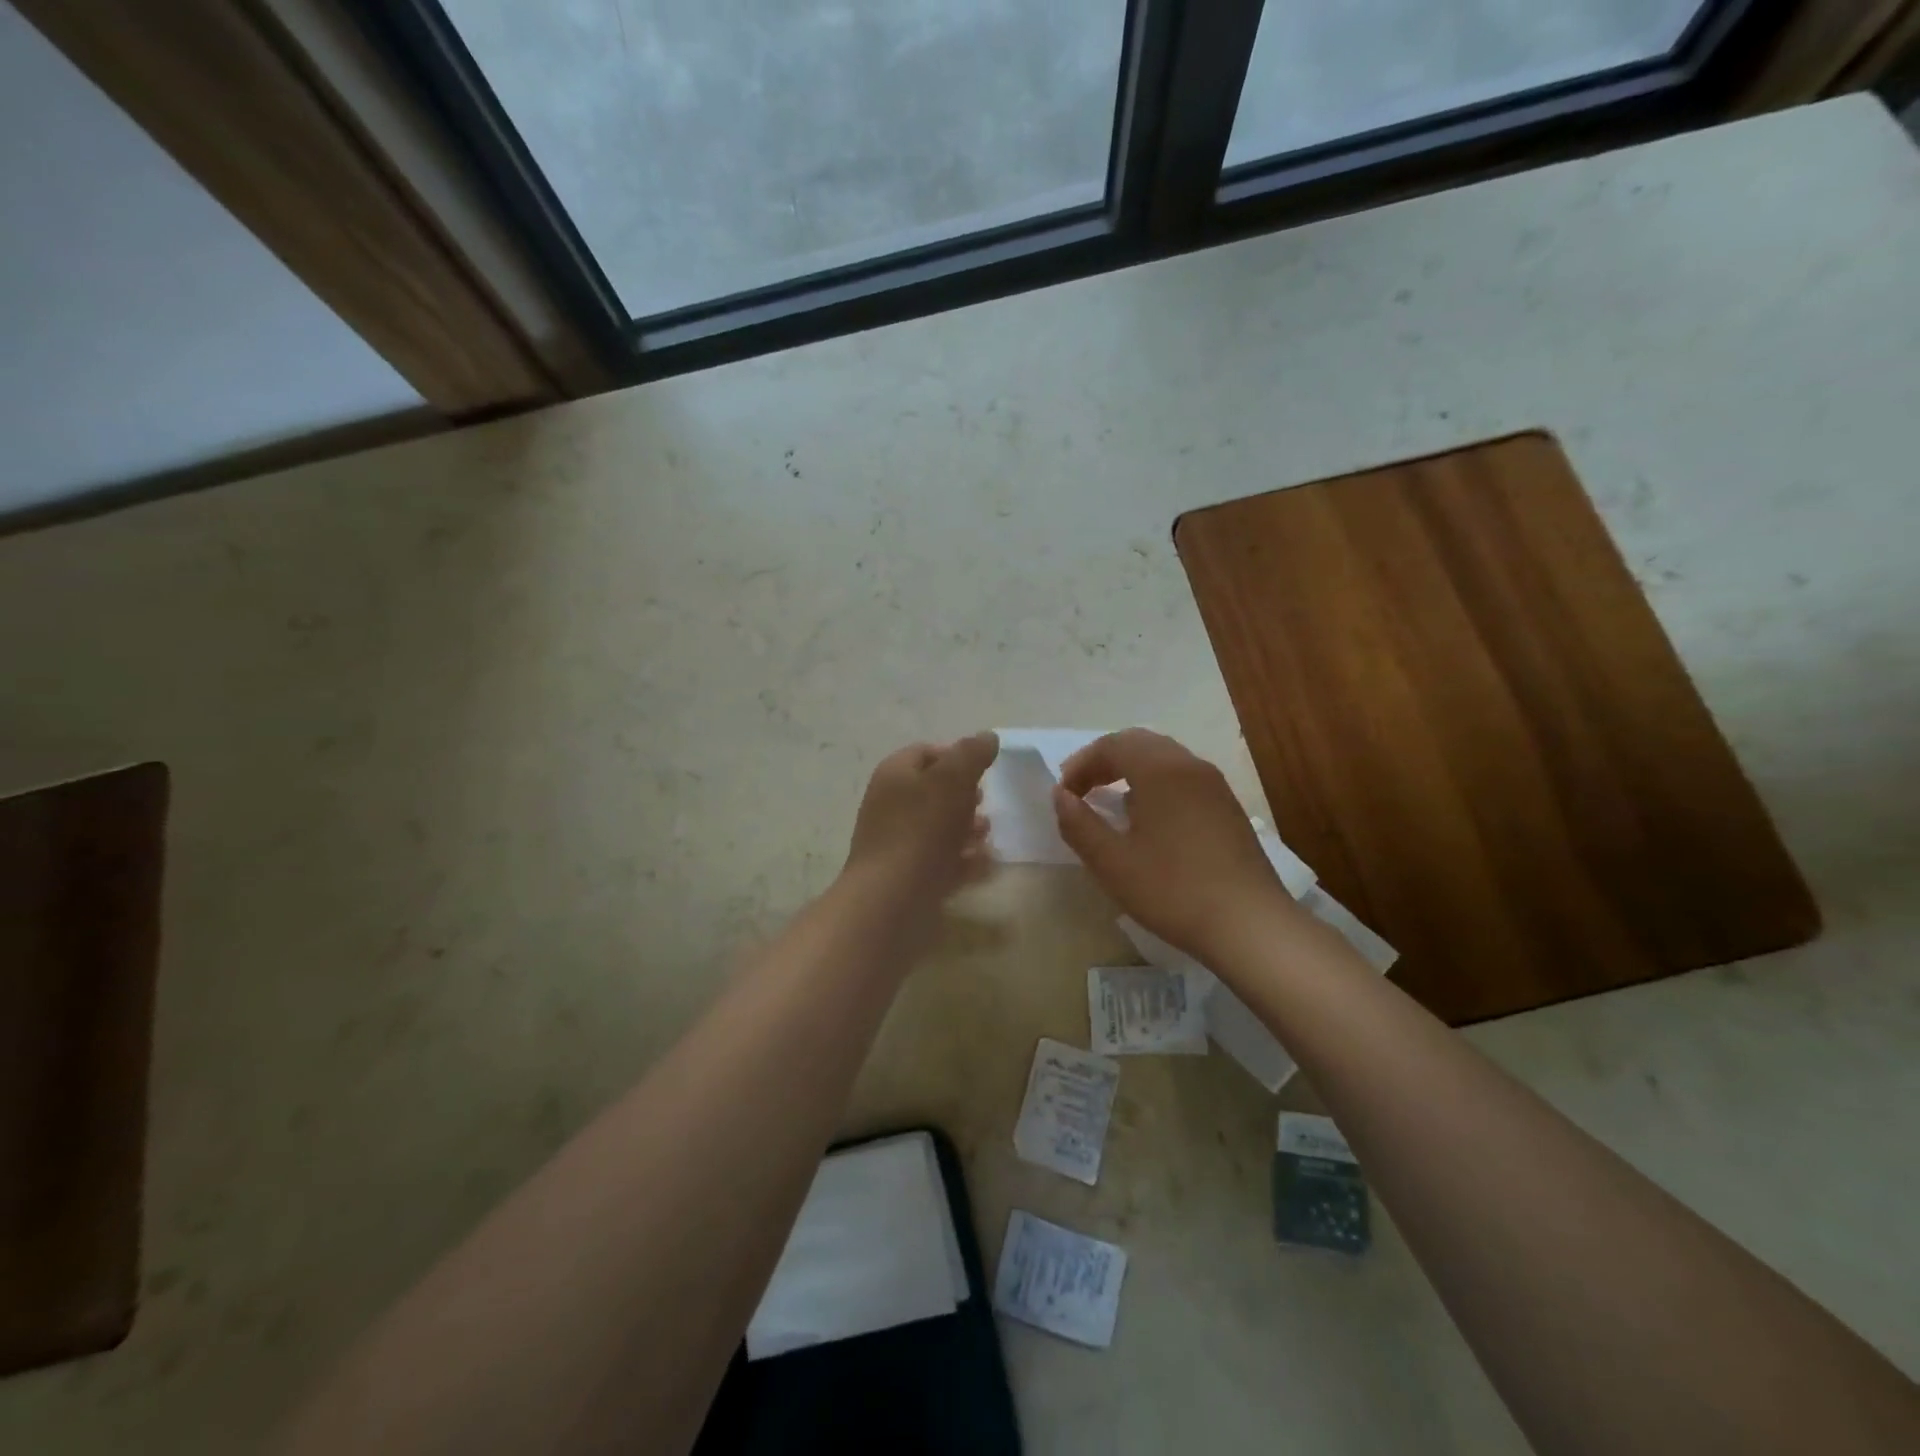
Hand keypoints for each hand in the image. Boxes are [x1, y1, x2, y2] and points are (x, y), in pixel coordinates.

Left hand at [843, 732, 998, 913]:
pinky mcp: (909, 877)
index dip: (956, 755)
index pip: (925, 752)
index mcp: (895, 775)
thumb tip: (987, 737)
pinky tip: (985, 864)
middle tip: (986, 803)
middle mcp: (891, 806)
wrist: (892, 901)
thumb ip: (971, 755)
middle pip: (933, 791)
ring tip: (989, 835)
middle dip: (964, 795)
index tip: (984, 768)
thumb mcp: (951, 781)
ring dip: (967, 828)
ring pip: (938, 828)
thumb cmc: (921, 830)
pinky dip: (963, 860)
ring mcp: (898, 844)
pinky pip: (941, 861)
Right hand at [1053, 729, 1298, 966]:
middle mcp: (1190, 765)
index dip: (1081, 764)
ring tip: (1110, 801)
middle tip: (1081, 789)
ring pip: (1164, 758)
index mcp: (1160, 770)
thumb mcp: (1112, 862)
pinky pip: (1183, 777)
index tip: (1063, 794)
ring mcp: (1214, 785)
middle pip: (1139, 743)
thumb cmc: (1172, 890)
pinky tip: (1148, 818)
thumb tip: (1061, 796)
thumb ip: (1079, 824)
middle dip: (1104, 760)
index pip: (1112, 745)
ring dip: (1131, 770)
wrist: (1249, 924)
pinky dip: (1155, 783)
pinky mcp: (1227, 807)